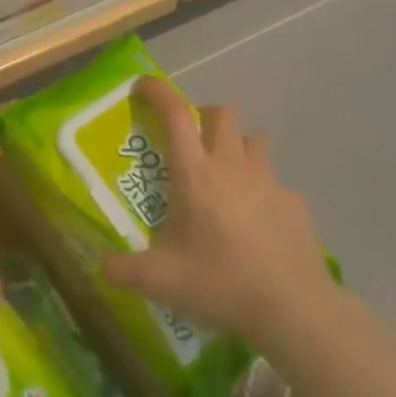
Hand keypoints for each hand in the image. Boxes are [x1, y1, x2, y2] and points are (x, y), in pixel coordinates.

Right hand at [102, 78, 332, 346]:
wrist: (295, 309)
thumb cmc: (222, 283)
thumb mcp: (161, 282)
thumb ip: (124, 270)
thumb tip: (100, 266)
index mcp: (195, 174)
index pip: (175, 114)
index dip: (157, 92)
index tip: (142, 87)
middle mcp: (232, 166)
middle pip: (221, 113)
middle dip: (202, 117)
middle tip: (189, 145)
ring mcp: (269, 181)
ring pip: (253, 140)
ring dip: (236, 146)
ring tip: (225, 177)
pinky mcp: (295, 203)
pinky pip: (275, 182)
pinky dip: (262, 190)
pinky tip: (257, 223)